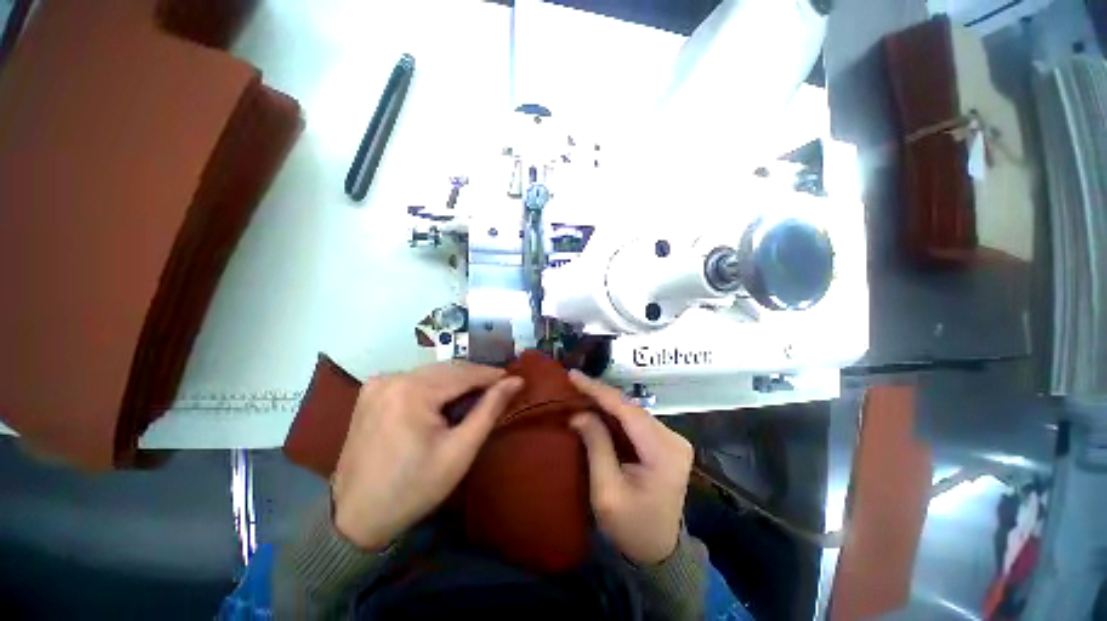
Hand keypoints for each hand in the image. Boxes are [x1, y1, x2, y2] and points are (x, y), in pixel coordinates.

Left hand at [332, 361, 523, 550]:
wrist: (355, 518)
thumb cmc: (414, 488)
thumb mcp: (460, 451)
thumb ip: (490, 409)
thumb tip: (516, 381)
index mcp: (412, 390)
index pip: (464, 373)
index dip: (491, 375)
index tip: (513, 379)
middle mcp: (393, 377)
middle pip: (447, 370)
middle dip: (475, 377)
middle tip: (499, 388)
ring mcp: (379, 383)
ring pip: (432, 372)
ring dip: (456, 381)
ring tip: (477, 394)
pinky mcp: (372, 392)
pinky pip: (414, 379)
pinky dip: (435, 385)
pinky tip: (445, 400)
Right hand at [569, 371, 693, 565]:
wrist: (658, 551)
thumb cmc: (631, 527)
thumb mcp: (606, 491)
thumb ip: (596, 445)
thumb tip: (579, 413)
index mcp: (664, 452)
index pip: (627, 411)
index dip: (598, 390)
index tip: (574, 376)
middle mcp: (673, 439)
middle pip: (631, 407)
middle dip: (600, 393)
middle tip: (573, 381)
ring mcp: (672, 439)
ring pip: (632, 410)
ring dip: (606, 401)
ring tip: (581, 389)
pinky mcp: (665, 442)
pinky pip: (635, 420)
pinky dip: (614, 412)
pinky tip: (597, 406)